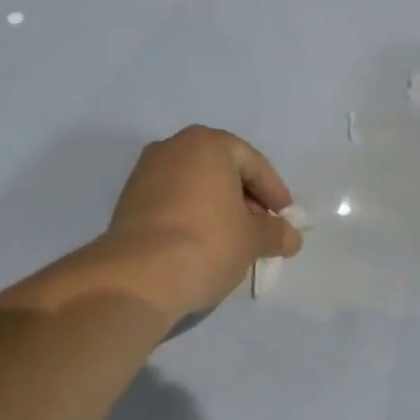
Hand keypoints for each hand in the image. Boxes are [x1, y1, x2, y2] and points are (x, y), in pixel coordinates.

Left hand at [104, 126, 303, 318]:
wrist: (139, 276)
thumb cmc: (207, 243)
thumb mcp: (252, 240)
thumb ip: (276, 233)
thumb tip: (291, 237)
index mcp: (206, 144)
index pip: (251, 162)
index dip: (273, 192)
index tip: (285, 218)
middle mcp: (172, 147)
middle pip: (221, 170)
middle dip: (245, 198)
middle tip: (260, 230)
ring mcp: (145, 173)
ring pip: (194, 186)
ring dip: (217, 208)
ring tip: (232, 241)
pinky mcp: (128, 200)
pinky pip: (171, 201)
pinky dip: (191, 216)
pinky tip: (201, 245)